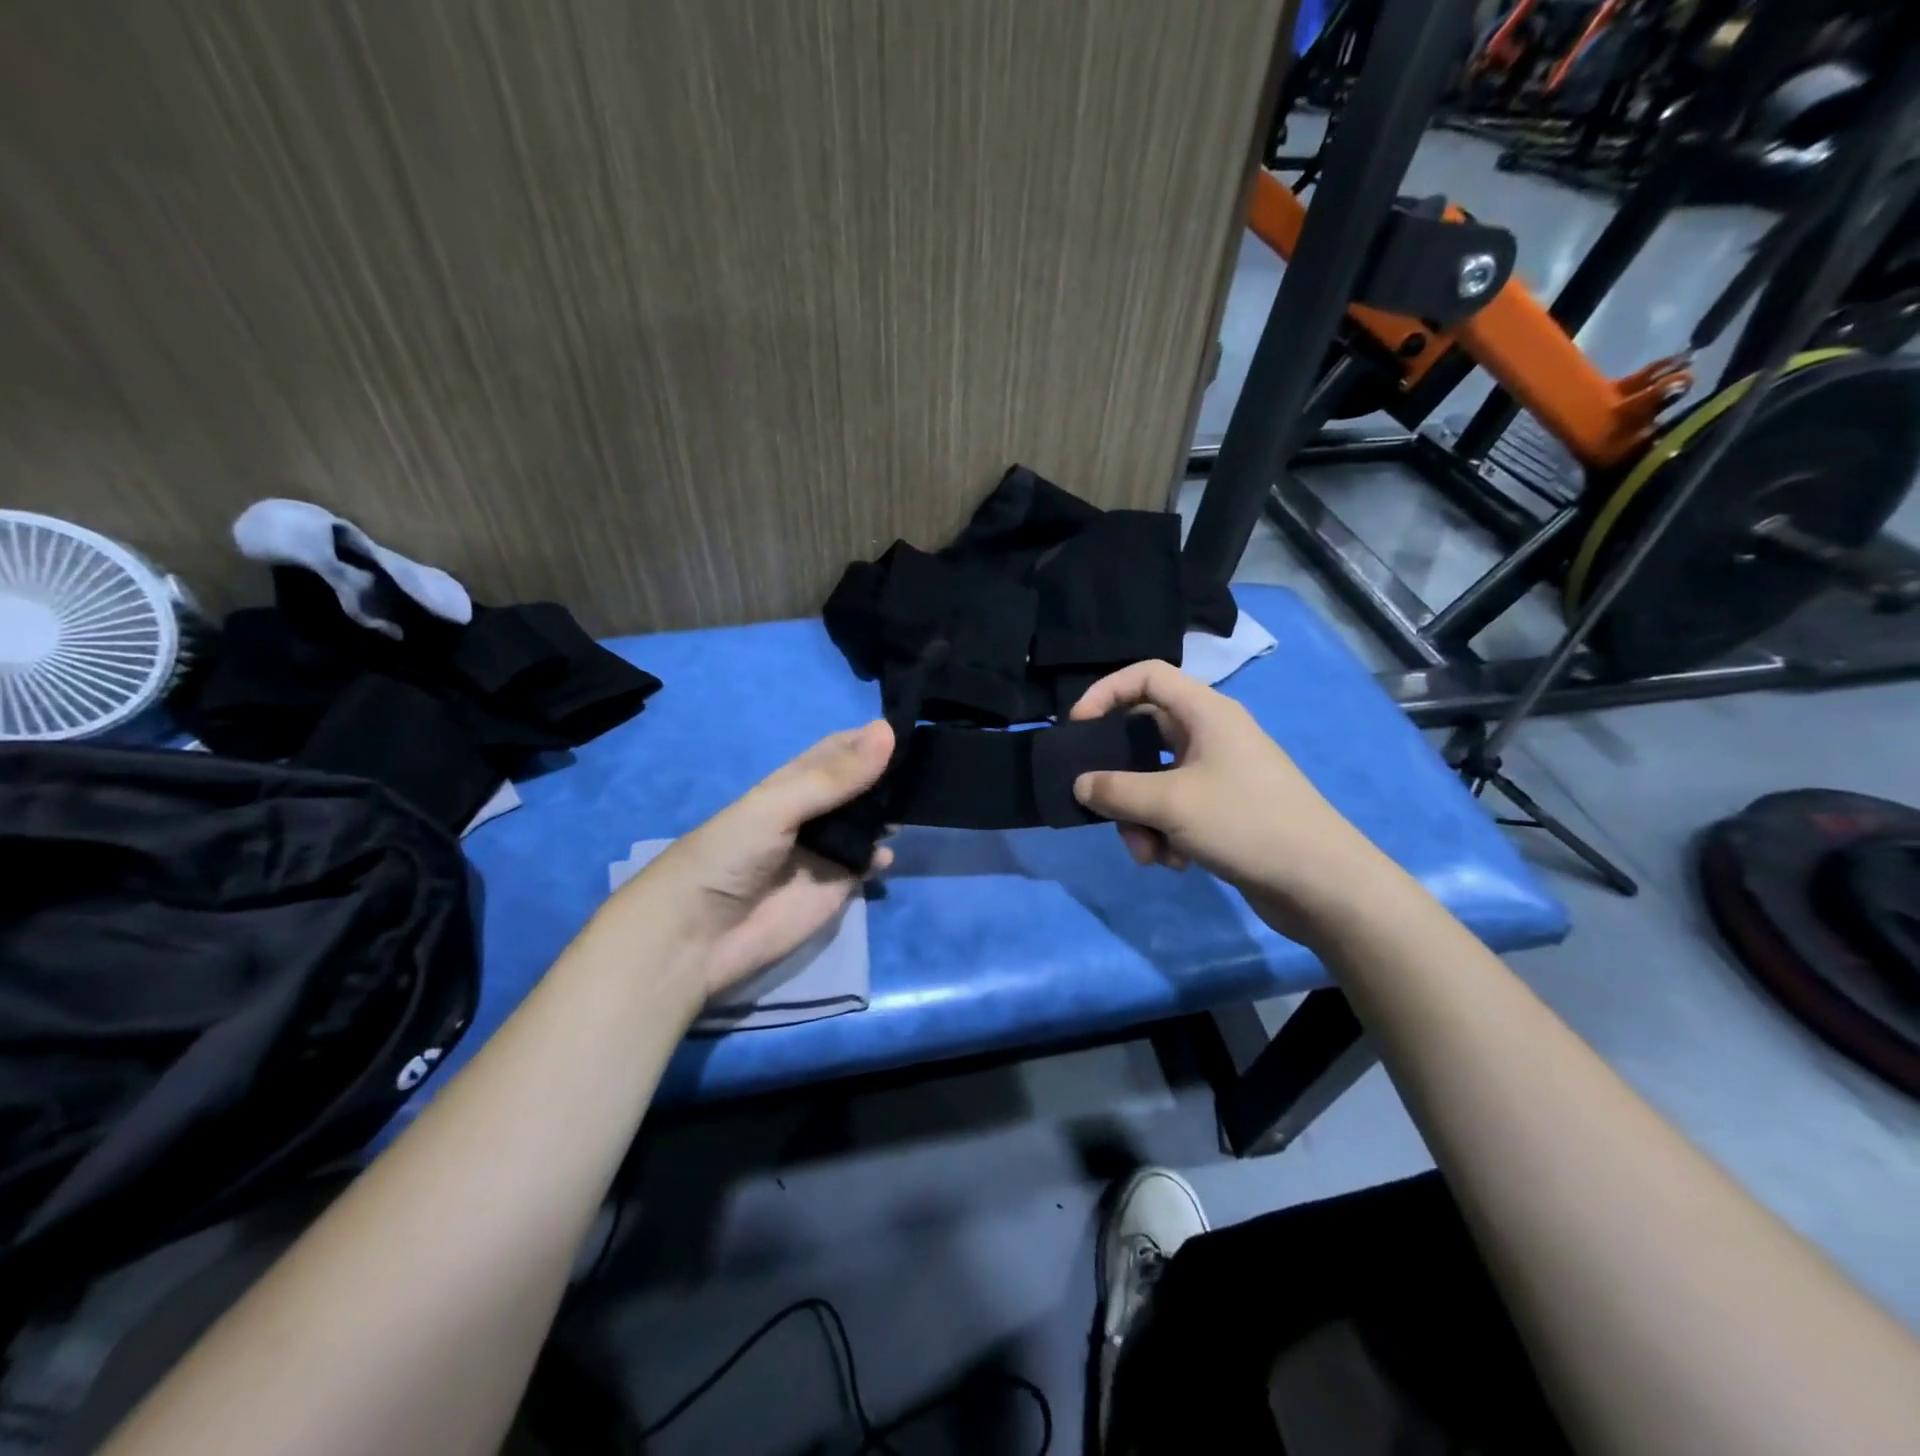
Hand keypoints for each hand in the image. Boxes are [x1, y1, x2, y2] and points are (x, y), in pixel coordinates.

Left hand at [605, 722, 895, 996]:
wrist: (698, 935)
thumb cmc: (729, 856)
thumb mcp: (778, 806)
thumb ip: (835, 777)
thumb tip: (888, 730)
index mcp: (793, 783)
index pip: (838, 751)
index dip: (870, 738)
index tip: (913, 725)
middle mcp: (815, 812)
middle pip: (860, 786)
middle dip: (889, 775)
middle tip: (932, 765)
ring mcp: (827, 850)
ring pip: (869, 823)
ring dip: (891, 812)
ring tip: (923, 802)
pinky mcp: (837, 887)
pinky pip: (867, 865)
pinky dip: (882, 857)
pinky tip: (889, 853)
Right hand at [1069, 661, 1390, 939]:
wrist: (1321, 882)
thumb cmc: (1246, 823)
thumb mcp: (1169, 804)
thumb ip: (1115, 790)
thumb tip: (1081, 785)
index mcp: (1206, 713)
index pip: (1147, 676)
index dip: (1106, 692)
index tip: (1076, 727)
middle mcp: (1212, 735)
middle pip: (1144, 736)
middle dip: (1120, 779)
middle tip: (1102, 805)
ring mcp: (1219, 773)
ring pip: (1155, 782)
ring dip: (1140, 818)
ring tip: (1150, 855)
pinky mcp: (1224, 809)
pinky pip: (1175, 810)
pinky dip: (1165, 833)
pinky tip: (1176, 863)